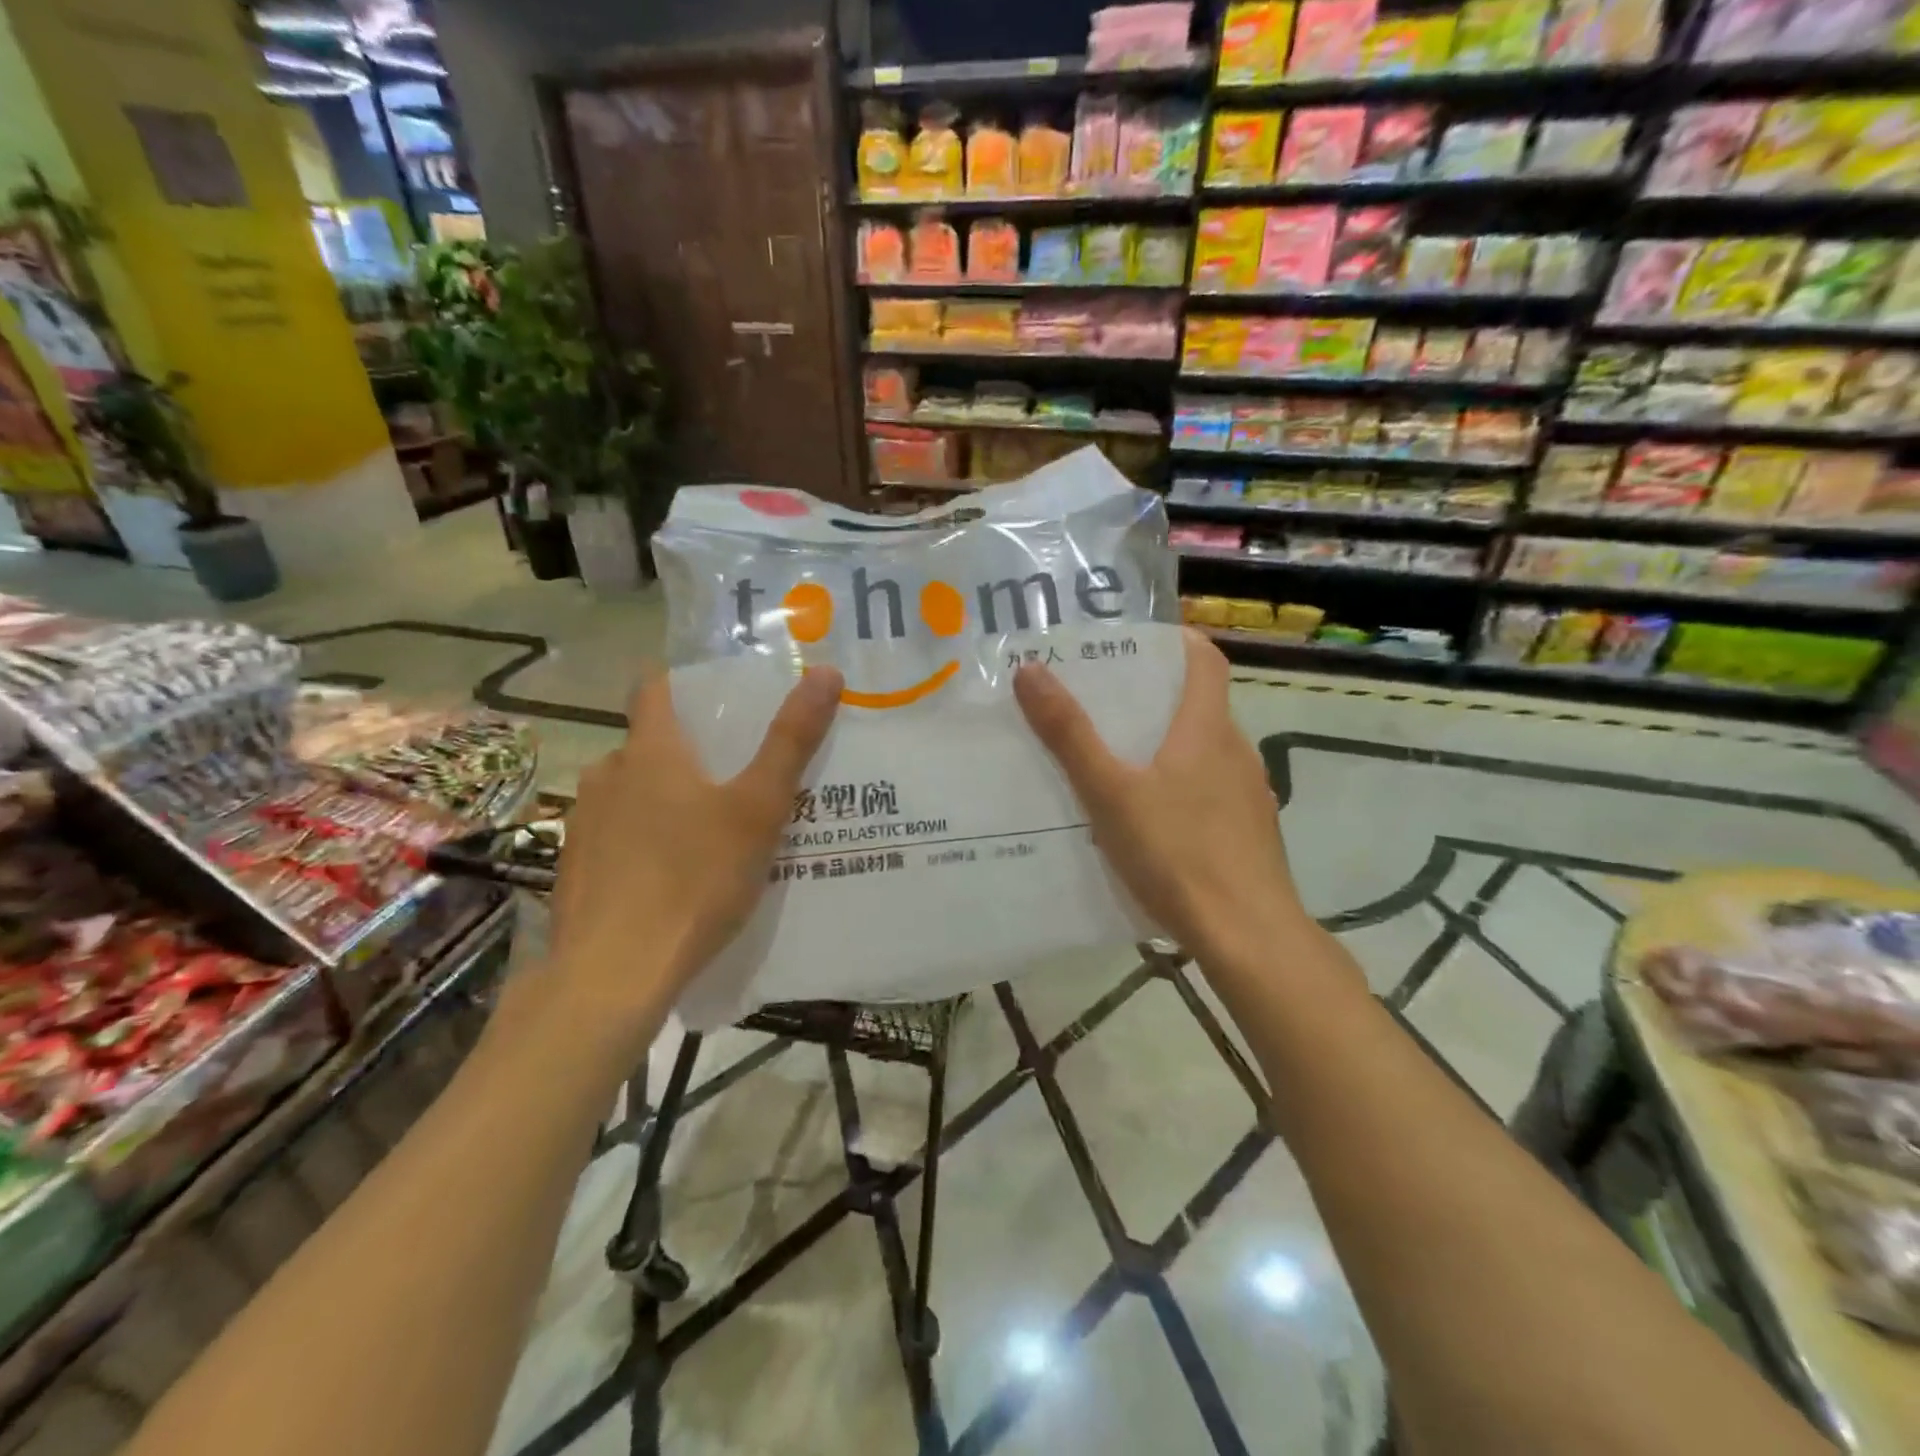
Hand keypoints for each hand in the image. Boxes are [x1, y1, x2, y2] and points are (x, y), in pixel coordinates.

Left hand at [542, 666, 841, 1039]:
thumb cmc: (695, 879)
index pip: (653, 688)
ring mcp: (583, 823)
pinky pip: (614, 836)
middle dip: (687, 754)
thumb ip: (791, 740)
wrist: (614, 973)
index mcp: (650, 751)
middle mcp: (607, 775)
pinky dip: (641, 841)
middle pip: (648, 745)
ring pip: (629, 793)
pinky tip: (670, 878)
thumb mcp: (758, 809)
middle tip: (734, 780)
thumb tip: (826, 672)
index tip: (717, 701)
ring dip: (662, 800)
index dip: (682, 685)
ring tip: (707, 833)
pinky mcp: (573, 868)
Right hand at [1013, 629, 1303, 962]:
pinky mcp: (1250, 833)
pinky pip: (1212, 791)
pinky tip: (1151, 820)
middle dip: (1155, 697)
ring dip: (1167, 745)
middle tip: (1102, 703)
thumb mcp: (1110, 793)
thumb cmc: (1177, 854)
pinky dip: (1182, 787)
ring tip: (1118, 761)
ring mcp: (1249, 795)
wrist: (1247, 935)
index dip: (1176, 641)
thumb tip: (1031, 671)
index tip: (1137, 642)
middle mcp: (1236, 752)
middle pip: (1200, 706)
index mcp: (1207, 730)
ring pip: (1205, 752)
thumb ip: (1070, 735)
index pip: (1205, 660)